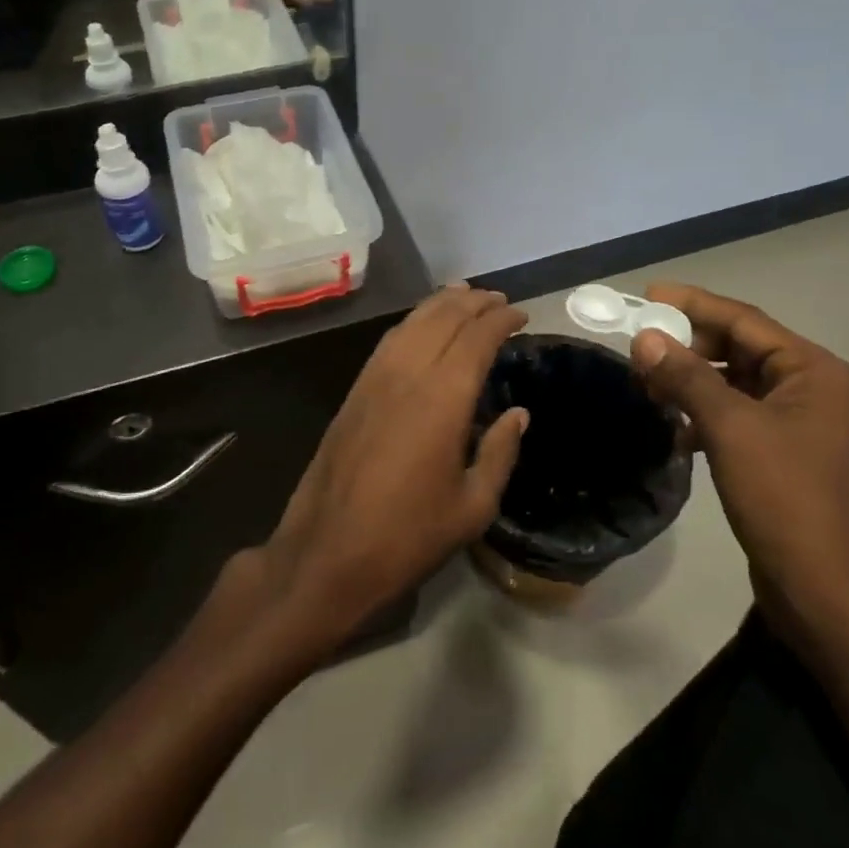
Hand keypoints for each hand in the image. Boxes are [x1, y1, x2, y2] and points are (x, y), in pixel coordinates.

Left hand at [250, 286, 528, 660]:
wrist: (328, 551)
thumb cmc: (409, 535)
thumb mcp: (473, 505)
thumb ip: (500, 452)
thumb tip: (517, 413)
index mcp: (443, 397)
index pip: (476, 338)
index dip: (501, 319)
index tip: (521, 314)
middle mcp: (407, 374)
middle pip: (442, 318)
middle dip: (473, 302)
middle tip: (498, 300)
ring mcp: (374, 379)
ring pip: (411, 323)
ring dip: (440, 304)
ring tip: (464, 296)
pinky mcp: (354, 391)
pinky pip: (389, 341)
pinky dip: (412, 322)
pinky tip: (421, 327)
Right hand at [630, 285, 848, 654]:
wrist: (825, 590)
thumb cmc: (785, 497)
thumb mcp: (730, 429)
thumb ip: (686, 377)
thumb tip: (644, 338)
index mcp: (811, 370)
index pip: (743, 319)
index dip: (692, 304)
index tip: (646, 295)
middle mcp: (808, 387)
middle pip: (737, 348)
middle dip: (687, 347)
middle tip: (638, 349)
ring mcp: (795, 421)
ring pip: (731, 382)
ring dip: (690, 381)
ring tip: (646, 386)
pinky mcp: (779, 452)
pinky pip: (733, 414)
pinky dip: (701, 414)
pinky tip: (673, 429)